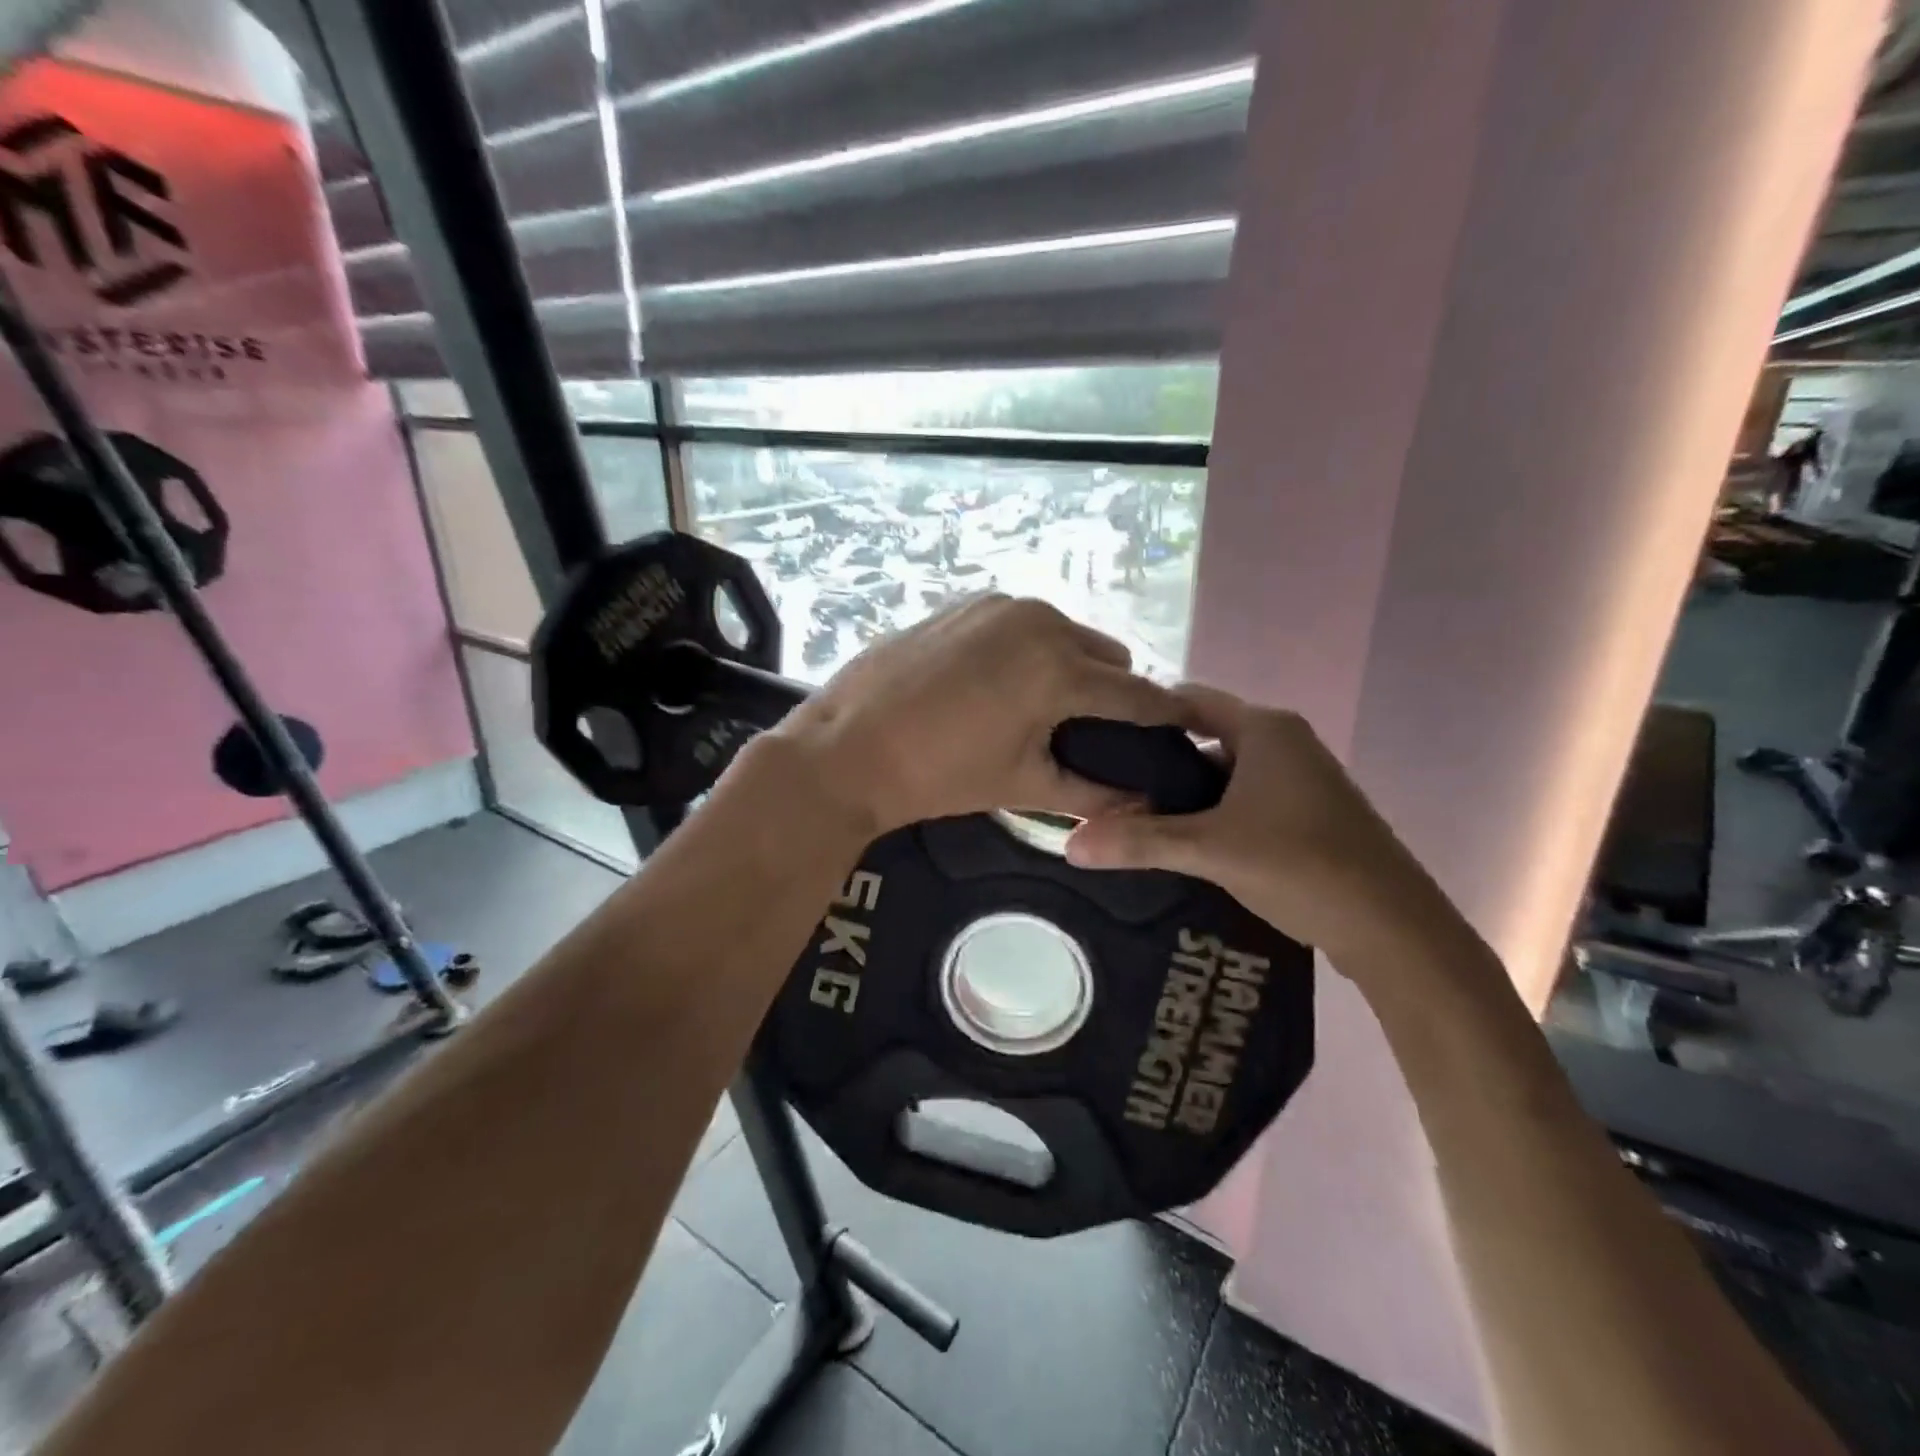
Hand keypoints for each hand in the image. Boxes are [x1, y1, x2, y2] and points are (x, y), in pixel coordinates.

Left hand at [775, 595, 1183, 833]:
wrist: (847, 747)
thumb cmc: (939, 775)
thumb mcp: (1022, 785)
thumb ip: (1091, 792)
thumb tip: (1142, 805)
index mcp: (1059, 668)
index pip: (1137, 694)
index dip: (1168, 716)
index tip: (1188, 730)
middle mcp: (1039, 621)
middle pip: (1107, 657)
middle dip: (1113, 693)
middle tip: (1092, 733)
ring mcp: (999, 605)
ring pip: (1066, 634)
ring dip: (1071, 668)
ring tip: (1042, 710)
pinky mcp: (966, 603)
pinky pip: (1023, 624)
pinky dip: (1030, 650)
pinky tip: (999, 684)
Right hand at [1065, 685, 1433, 961]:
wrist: (1394, 929)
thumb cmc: (1300, 866)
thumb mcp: (1209, 850)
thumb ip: (1139, 842)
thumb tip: (1068, 844)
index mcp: (1265, 729)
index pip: (1188, 699)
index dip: (1143, 716)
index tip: (1101, 741)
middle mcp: (1285, 742)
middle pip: (1204, 736)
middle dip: (1159, 762)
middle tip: (1110, 786)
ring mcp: (1302, 778)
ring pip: (1225, 772)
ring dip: (1186, 793)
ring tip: (1137, 817)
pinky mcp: (1309, 812)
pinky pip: (1247, 797)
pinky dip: (1214, 812)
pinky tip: (1186, 842)